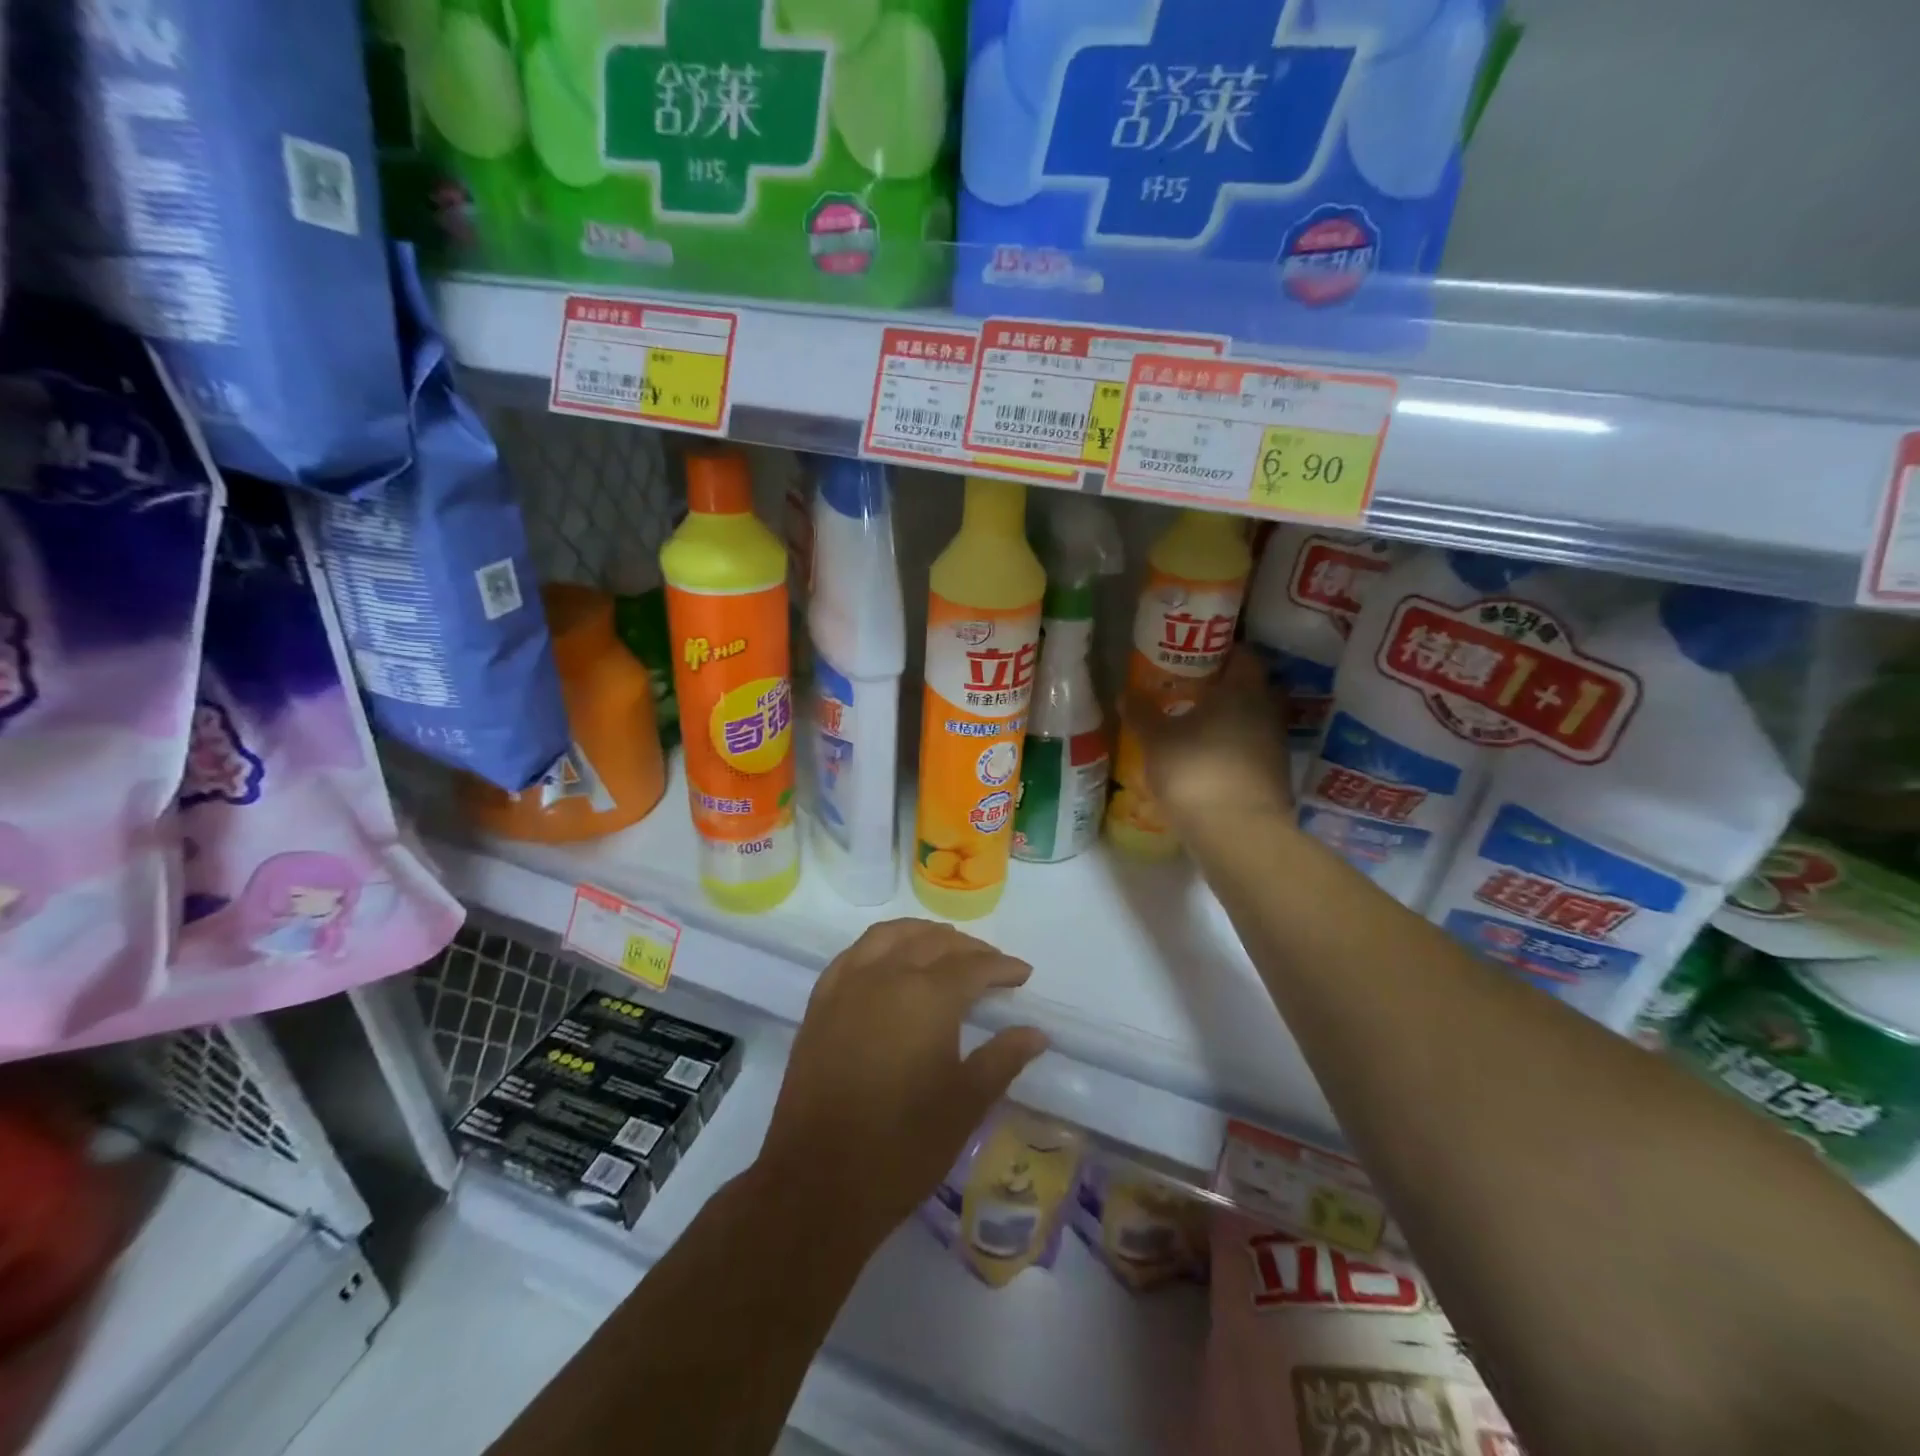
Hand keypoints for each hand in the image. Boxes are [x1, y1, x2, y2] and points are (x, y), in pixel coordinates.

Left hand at [754, 919, 1048, 1241]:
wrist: (818, 1182)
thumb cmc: (903, 1147)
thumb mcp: (965, 1104)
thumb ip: (1003, 1058)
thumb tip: (1036, 1032)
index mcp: (927, 996)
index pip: (974, 966)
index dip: (1003, 967)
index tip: (1023, 975)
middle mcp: (886, 975)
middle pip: (933, 942)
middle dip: (968, 949)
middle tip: (991, 966)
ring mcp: (847, 985)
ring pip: (891, 936)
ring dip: (923, 935)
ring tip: (945, 948)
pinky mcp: (820, 1002)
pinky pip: (854, 954)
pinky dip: (881, 946)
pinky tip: (890, 961)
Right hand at [1122, 648, 1294, 834]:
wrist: (1237, 833)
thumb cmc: (1195, 771)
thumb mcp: (1156, 740)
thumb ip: (1142, 713)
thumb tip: (1125, 693)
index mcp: (1243, 689)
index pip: (1242, 654)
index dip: (1219, 652)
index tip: (1193, 658)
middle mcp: (1267, 710)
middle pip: (1249, 688)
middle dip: (1222, 688)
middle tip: (1188, 691)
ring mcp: (1275, 745)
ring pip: (1251, 720)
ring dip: (1228, 721)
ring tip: (1192, 726)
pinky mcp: (1275, 777)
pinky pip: (1251, 750)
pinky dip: (1231, 749)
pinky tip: (1206, 759)